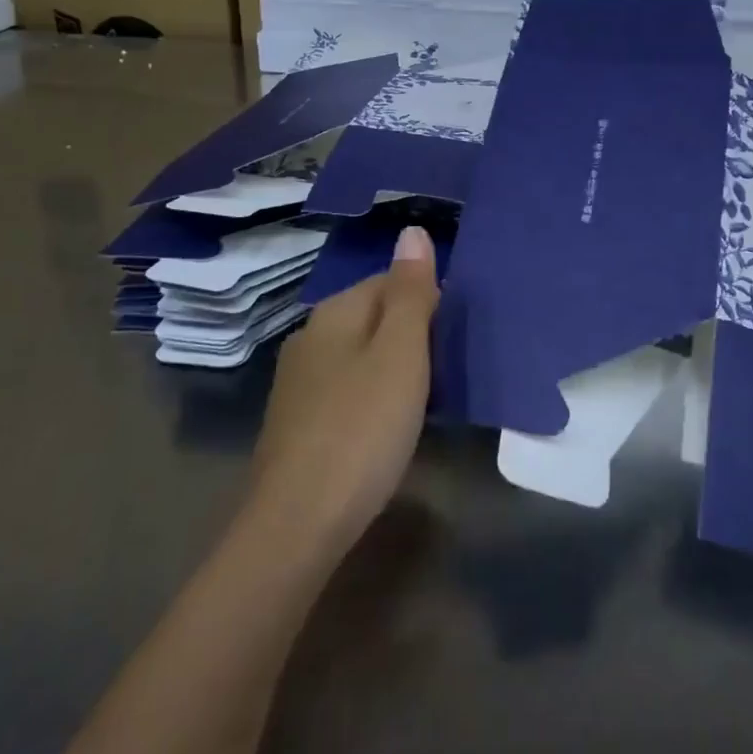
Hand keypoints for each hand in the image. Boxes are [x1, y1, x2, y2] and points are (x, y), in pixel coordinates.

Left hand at [245, 227, 438, 563]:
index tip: (455, 336)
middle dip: (410, 332)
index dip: (427, 300)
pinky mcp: (297, 422)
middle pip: (373, 316)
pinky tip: (386, 424)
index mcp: (334, 311)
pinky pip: (346, 388)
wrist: (298, 522)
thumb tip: (413, 231)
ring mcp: (298, 381)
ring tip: (425, 395)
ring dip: (392, 365)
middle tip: (446, 367)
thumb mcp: (400, 353)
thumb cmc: (362, 428)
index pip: (389, 280)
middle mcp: (310, 336)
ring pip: (359, 354)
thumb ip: (411, 292)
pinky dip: (371, 396)